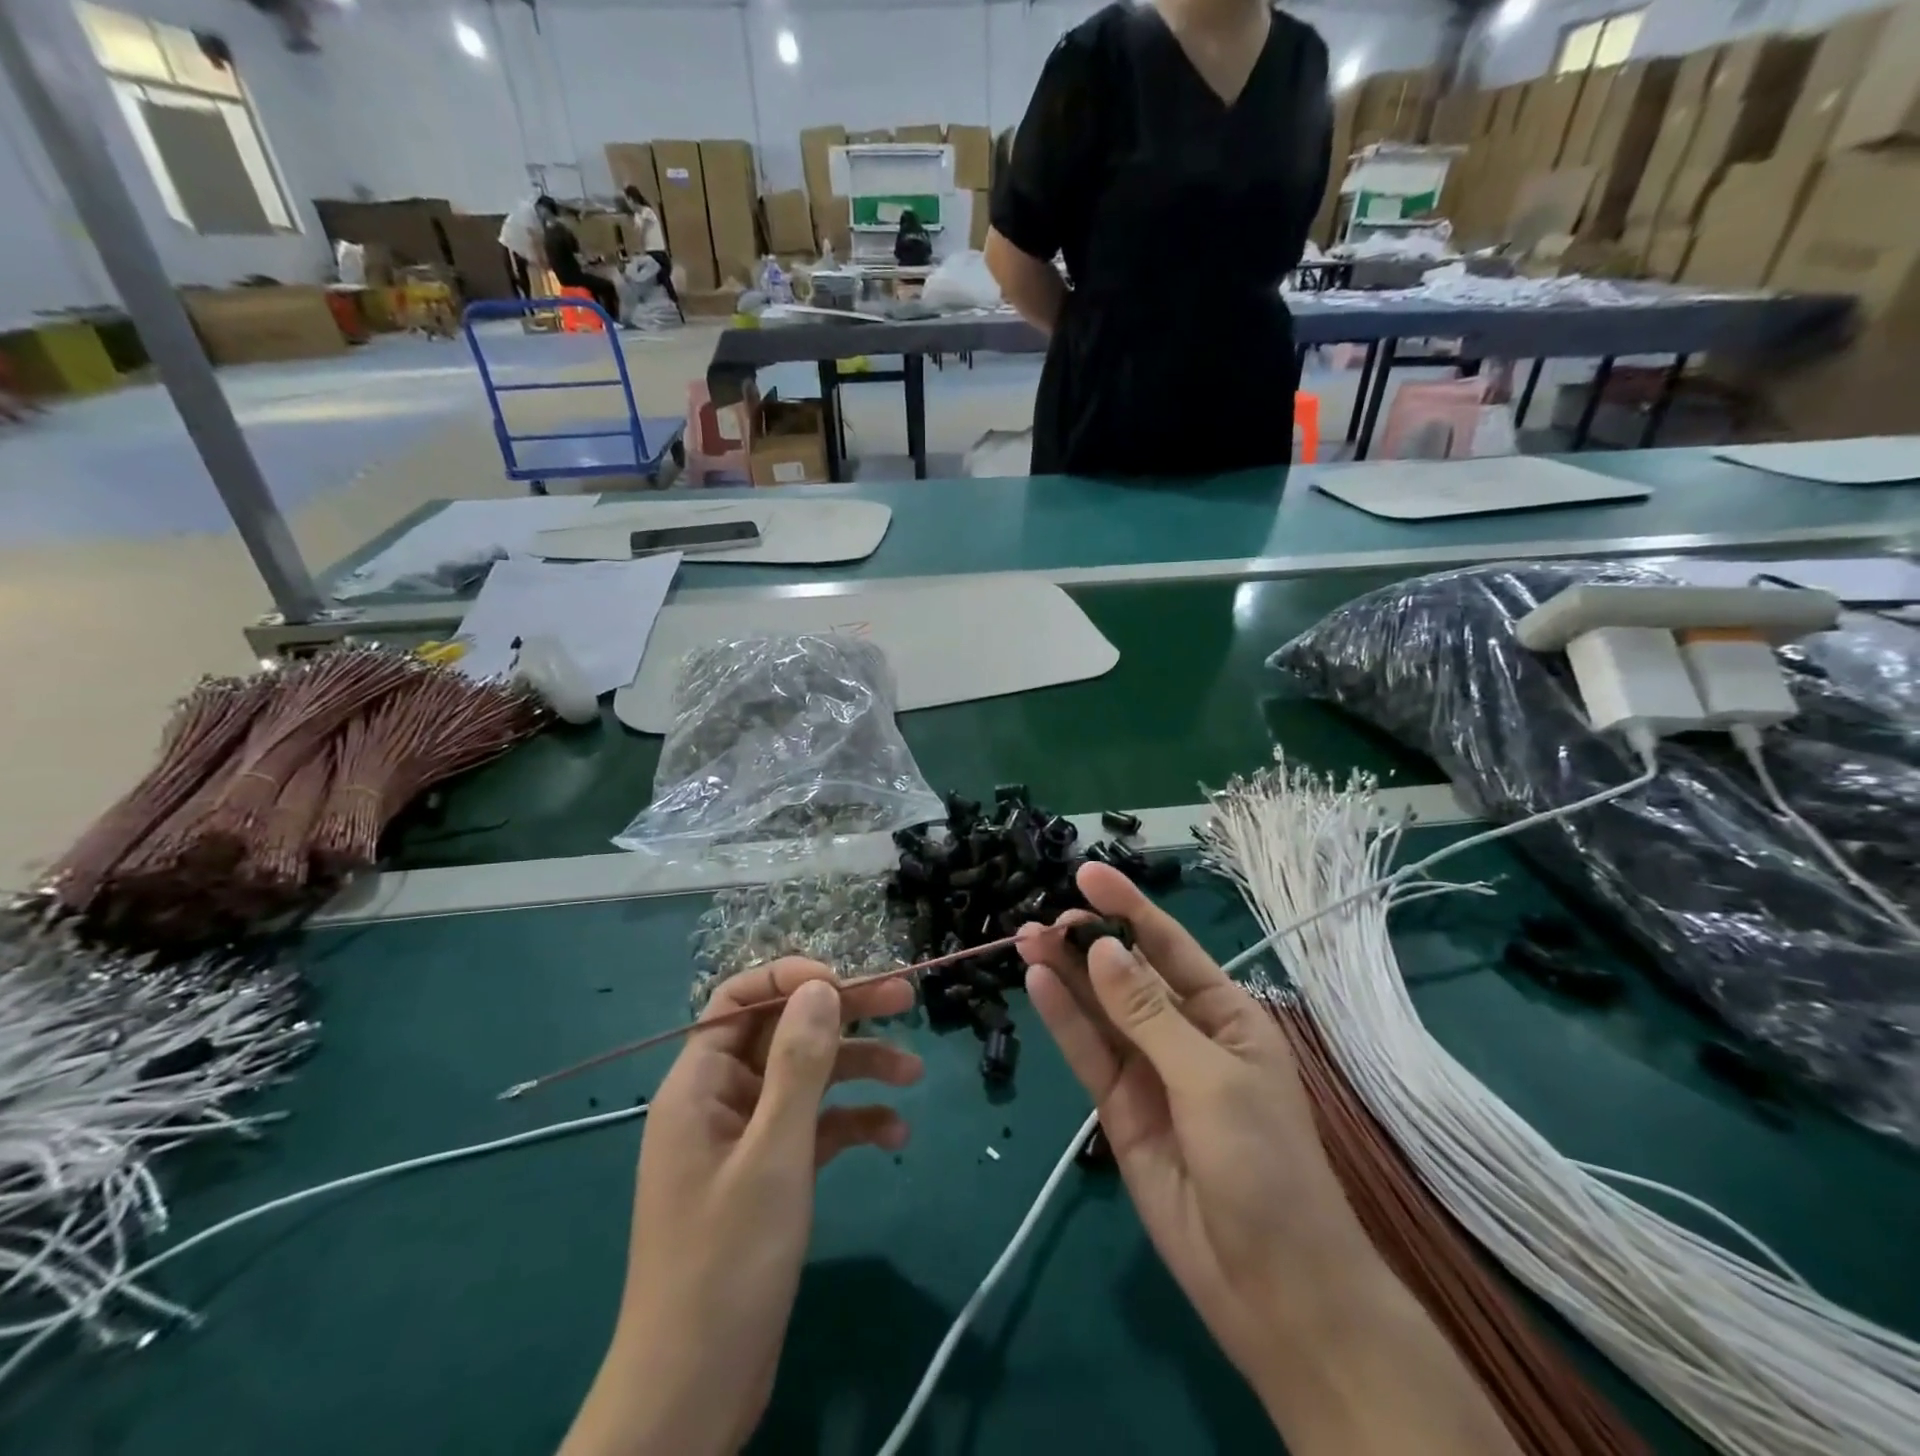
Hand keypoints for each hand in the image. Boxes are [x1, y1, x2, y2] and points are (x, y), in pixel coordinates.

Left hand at [560, 960, 921, 1455]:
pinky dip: (852, 1123)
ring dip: (859, 1069)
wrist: (694, 1395)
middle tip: (906, 998)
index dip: (791, 979)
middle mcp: (722, 1099)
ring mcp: (747, 1138)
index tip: (847, 982)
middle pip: (784, 1032)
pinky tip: (895, 1135)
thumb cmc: (726, 1265)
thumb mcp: (773, 1155)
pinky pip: (815, 1128)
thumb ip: (798, 1064)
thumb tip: (820, 986)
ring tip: (914, 1074)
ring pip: (807, 1078)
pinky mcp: (770, 1175)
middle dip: (843, 1014)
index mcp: (700, 1084)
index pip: (740, 999)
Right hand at [1017, 865, 1378, 1403]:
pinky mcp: (1120, 1108)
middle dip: (1087, 942)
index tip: (1087, 875)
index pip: (1170, 946)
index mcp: (1226, 1015)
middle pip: (1127, 975)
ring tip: (1027, 939)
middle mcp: (1185, 1033)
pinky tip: (1038, 984)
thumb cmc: (1265, 1165)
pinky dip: (1063, 1019)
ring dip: (1066, 974)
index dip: (1129, 908)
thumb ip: (1148, 1014)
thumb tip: (1102, 949)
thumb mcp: (1211, 1079)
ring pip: (1099, 1010)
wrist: (1272, 1288)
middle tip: (1044, 920)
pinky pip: (1089, 1053)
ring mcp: (1149, 1071)